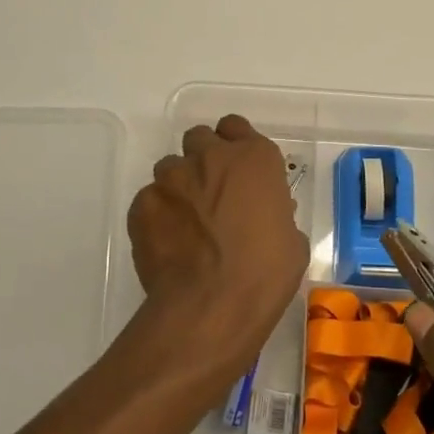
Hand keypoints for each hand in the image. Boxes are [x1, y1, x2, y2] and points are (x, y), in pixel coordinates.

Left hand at [126, 115, 308, 378]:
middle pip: (200, 139)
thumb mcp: (290, 240)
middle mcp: (210, 157)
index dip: (235, 145)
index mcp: (254, 158)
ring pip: (170, 167)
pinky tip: (167, 243)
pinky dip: (157, 215)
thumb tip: (262, 215)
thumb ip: (273, 212)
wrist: (211, 306)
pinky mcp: (142, 204)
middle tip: (212, 192)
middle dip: (204, 159)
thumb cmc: (264, 274)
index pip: (236, 127)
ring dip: (179, 186)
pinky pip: (149, 200)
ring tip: (185, 222)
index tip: (238, 169)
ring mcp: (171, 178)